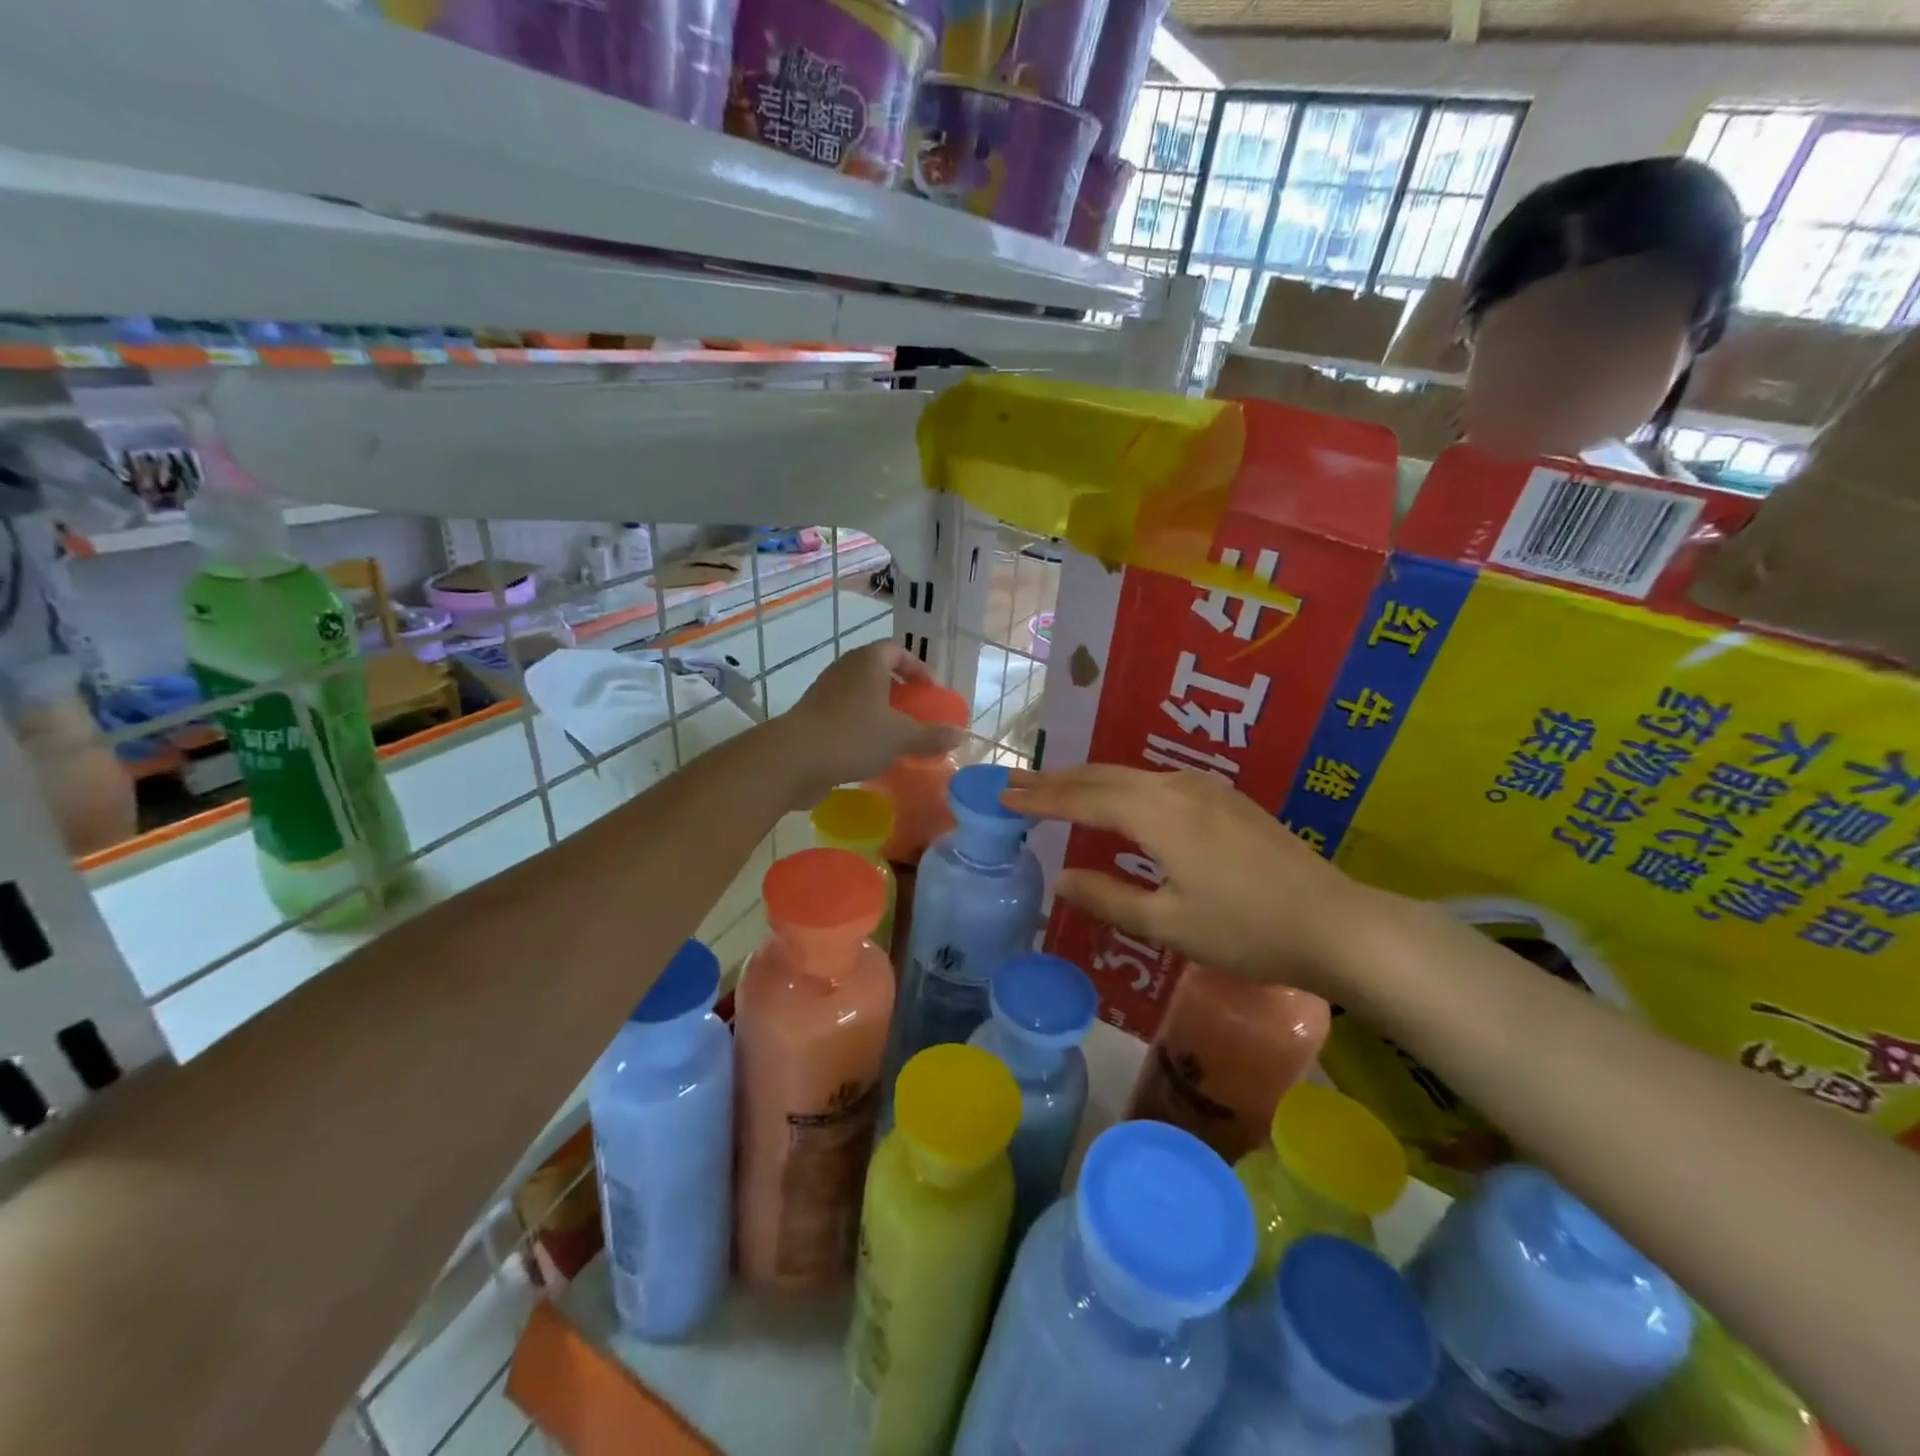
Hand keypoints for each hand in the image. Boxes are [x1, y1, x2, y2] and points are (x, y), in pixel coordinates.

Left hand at [776, 642, 964, 805]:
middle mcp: (844, 670)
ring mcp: (824, 693)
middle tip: (916, 713)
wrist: (793, 759)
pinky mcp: (811, 718)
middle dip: (899, 691)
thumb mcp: (901, 737)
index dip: (917, 668)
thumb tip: (961, 734)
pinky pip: (844, 716)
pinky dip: (861, 728)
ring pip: (859, 696)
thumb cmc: (853, 736)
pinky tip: (872, 754)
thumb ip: (931, 735)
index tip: (931, 691)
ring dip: (879, 712)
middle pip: (876, 672)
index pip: (897, 650)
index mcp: (867, 662)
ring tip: (897, 736)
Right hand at [1003, 764, 1394, 998]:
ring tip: (1053, 788)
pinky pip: (1154, 782)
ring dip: (1087, 781)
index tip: (1000, 795)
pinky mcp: (1225, 799)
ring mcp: (1205, 788)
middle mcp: (1176, 786)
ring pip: (1129, 775)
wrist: (1337, 923)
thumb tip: (1060, 880)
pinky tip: (1115, 800)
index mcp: (1157, 813)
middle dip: (1055, 779)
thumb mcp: (1169, 924)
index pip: (1081, 797)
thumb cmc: (1248, 930)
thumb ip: (1108, 898)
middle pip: (1101, 775)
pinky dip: (1118, 787)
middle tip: (1014, 782)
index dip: (1038, 798)